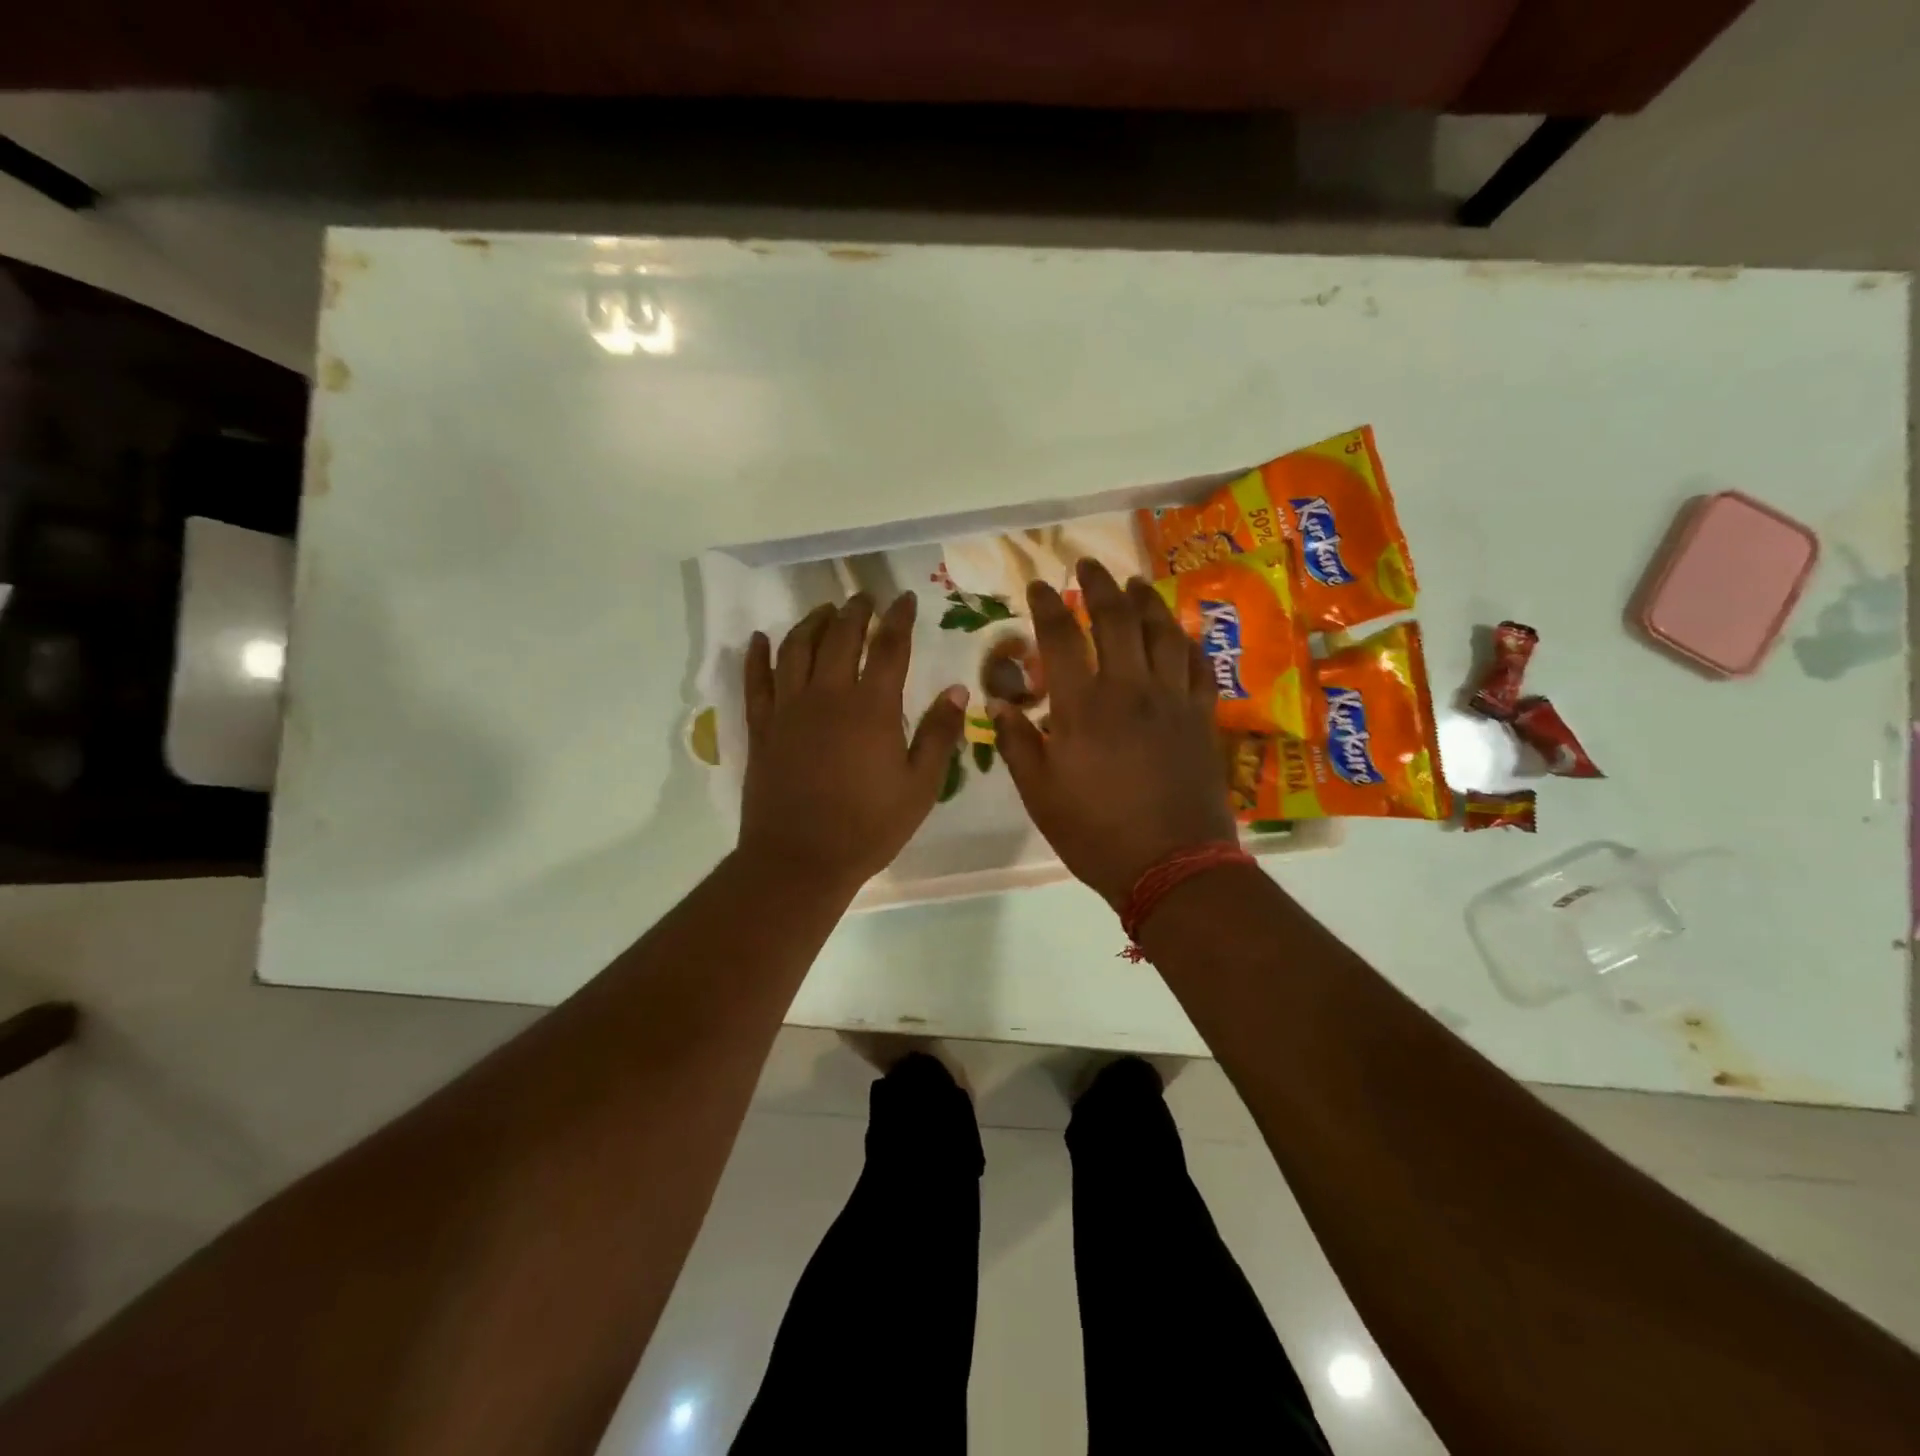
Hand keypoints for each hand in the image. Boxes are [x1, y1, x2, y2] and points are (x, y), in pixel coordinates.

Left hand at [738, 592, 968, 893]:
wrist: (801, 860)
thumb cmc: (869, 827)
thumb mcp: (920, 786)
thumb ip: (939, 734)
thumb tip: (957, 689)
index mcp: (872, 708)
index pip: (890, 648)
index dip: (900, 619)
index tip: (907, 599)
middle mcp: (828, 696)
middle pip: (840, 637)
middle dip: (855, 611)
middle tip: (865, 597)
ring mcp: (789, 709)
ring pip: (796, 649)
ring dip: (811, 623)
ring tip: (824, 611)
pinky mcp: (762, 728)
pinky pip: (756, 681)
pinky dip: (757, 656)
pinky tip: (761, 639)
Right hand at [994, 560, 1236, 908]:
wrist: (1173, 866)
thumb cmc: (1096, 833)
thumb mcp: (1040, 795)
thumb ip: (1017, 743)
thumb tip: (998, 704)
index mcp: (1083, 707)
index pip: (1061, 637)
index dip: (1048, 605)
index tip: (1039, 586)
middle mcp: (1129, 689)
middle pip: (1117, 619)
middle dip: (1100, 585)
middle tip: (1088, 564)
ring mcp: (1172, 700)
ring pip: (1163, 633)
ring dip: (1147, 602)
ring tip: (1135, 584)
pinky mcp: (1201, 717)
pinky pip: (1198, 665)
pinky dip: (1187, 642)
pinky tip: (1179, 633)